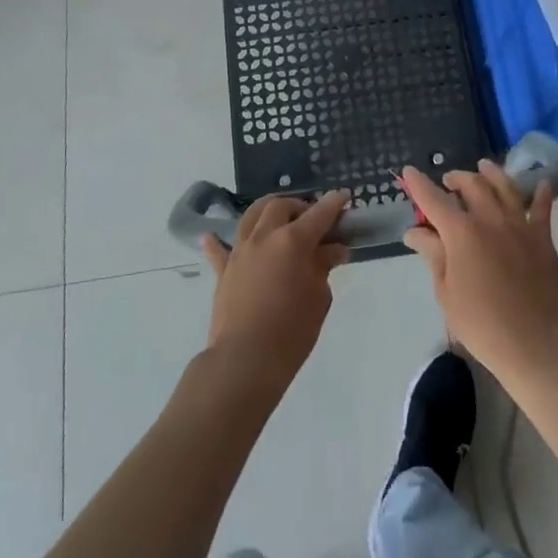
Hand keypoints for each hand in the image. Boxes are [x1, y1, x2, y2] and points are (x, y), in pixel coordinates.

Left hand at [201, 191, 350, 391]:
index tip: (344, 197)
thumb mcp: (319, 298)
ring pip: (251, 216)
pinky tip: (213, 236)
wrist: (245, 360)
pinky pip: (219, 249)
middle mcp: (264, 237)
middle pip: (281, 206)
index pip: (319, 214)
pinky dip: (219, 241)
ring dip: (267, 212)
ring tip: (277, 220)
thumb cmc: (291, 332)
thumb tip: (333, 249)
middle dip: (299, 206)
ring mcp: (240, 251)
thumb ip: (324, 267)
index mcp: (293, 241)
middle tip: (311, 220)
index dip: (334, 204)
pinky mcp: (223, 270)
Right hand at [398, 161, 557, 387]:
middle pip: (471, 185)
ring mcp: (519, 225)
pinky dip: (540, 193)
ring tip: (484, 167)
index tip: (408, 171)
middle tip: (448, 181)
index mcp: (460, 232)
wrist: (533, 342)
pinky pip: (542, 208)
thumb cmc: (481, 323)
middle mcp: (489, 219)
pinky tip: (540, 183)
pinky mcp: (543, 238)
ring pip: (505, 186)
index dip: (418, 184)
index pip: (433, 199)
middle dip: (456, 178)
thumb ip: (432, 255)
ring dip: (491, 173)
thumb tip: (415, 231)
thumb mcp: (446, 291)